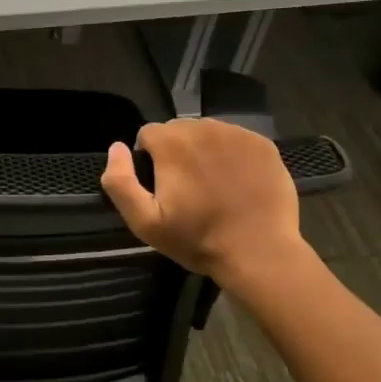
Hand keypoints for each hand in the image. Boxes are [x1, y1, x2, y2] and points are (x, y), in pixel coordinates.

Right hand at [100, 119, 305, 286]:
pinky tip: (237, 183)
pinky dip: (232, 155)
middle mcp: (203, 127)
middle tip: (188, 189)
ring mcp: (237, 134)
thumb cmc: (198, 239)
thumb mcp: (144, 222)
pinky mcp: (263, 145)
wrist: (260, 254)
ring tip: (214, 185)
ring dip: (204, 151)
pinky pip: (237, 140)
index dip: (149, 159)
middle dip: (176, 152)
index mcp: (171, 142)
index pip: (148, 134)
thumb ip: (120, 182)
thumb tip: (117, 147)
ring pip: (208, 133)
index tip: (162, 187)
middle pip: (178, 130)